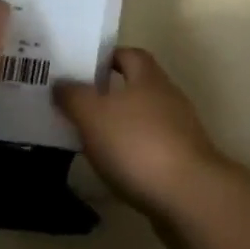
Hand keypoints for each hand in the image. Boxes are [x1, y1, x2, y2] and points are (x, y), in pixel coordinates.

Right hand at [54, 49, 227, 218]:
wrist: (188, 194)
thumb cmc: (138, 144)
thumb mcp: (94, 116)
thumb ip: (75, 97)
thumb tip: (61, 82)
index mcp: (148, 77)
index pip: (128, 54)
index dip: (106, 58)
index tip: (81, 70)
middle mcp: (167, 96)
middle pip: (136, 86)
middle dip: (109, 94)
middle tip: (76, 106)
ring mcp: (179, 130)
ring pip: (143, 119)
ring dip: (120, 126)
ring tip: (88, 139)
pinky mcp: (182, 161)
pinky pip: (150, 148)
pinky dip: (131, 154)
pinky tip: (113, 168)